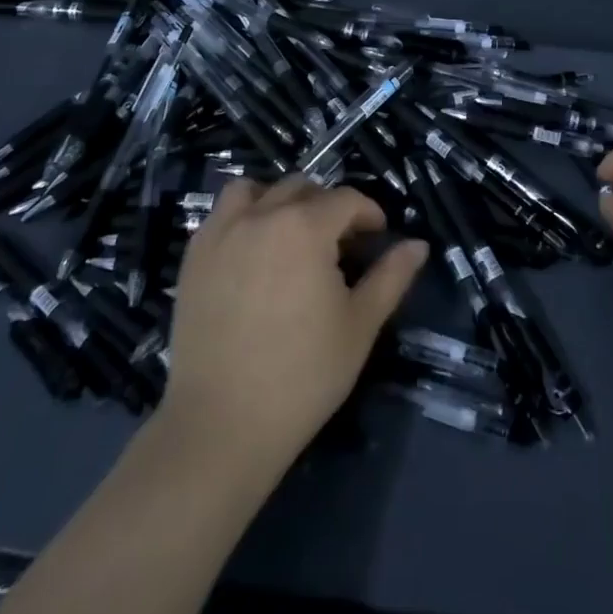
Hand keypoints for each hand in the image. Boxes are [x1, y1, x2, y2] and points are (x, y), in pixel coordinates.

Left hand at [159, 176, 428, 472]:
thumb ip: (391, 277)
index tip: (377, 238)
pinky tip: (253, 253)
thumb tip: (418, 245)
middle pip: (302, 188)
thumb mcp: (360, 326)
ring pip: (256, 190)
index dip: (368, 214)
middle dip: (327, 207)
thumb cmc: (302, 375)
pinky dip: (242, 217)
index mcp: (306, 226)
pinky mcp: (194, 257)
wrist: (221, 426)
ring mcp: (222, 233)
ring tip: (289, 235)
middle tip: (338, 244)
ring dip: (279, 200)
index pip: (346, 199)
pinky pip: (222, 214)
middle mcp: (262, 215)